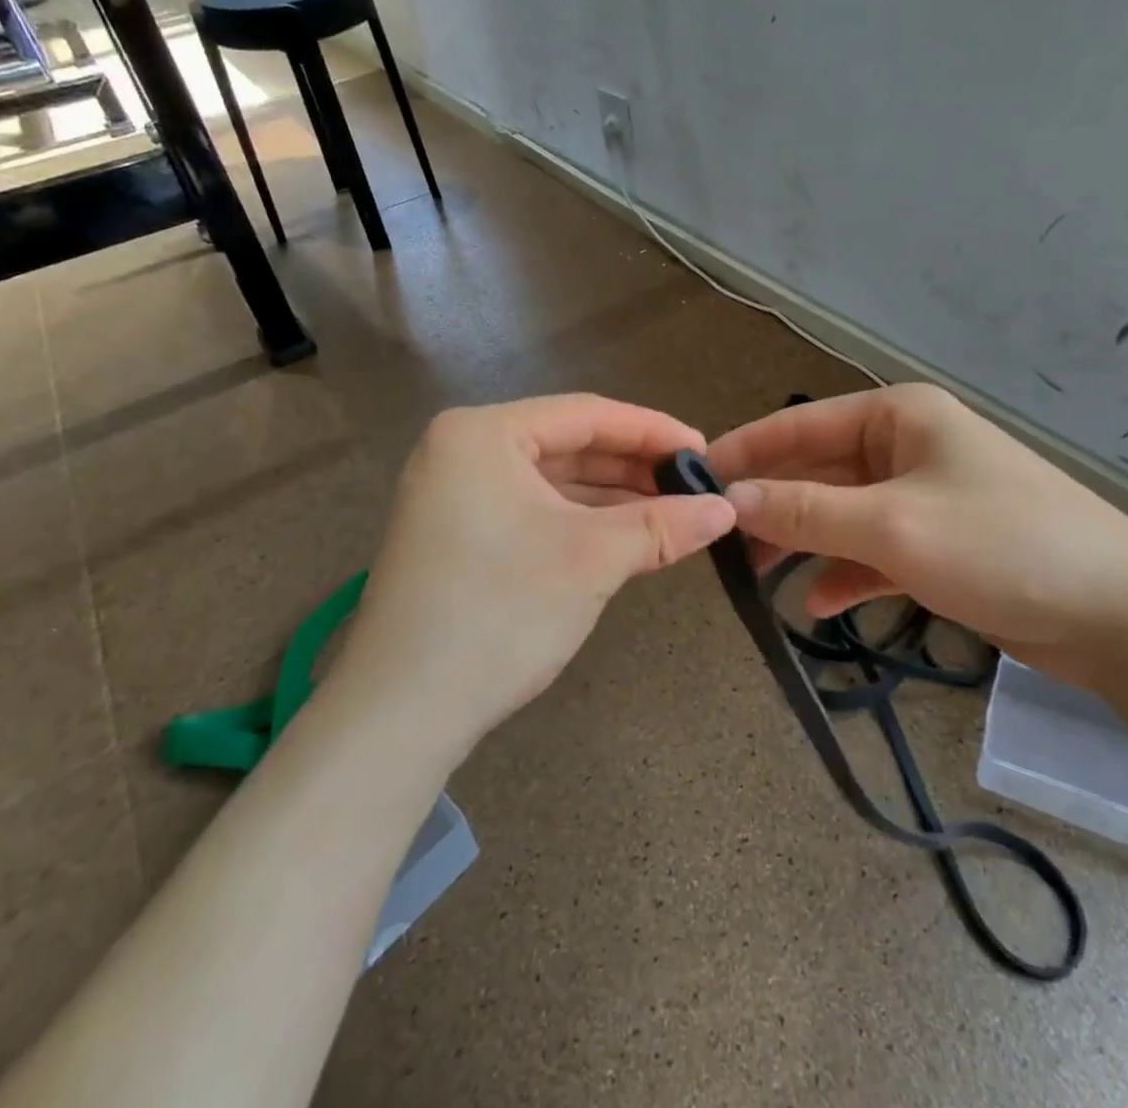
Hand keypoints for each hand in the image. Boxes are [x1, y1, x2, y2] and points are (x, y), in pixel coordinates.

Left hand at [334, 394, 735, 750]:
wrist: (401, 712)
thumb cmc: (500, 611)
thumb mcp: (592, 559)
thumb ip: (663, 525)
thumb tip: (727, 510)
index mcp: (483, 433)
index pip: (586, 415)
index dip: (652, 431)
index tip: (705, 453)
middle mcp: (462, 450)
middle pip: (567, 445)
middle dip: (632, 468)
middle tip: (693, 487)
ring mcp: (453, 494)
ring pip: (551, 481)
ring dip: (610, 498)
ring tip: (670, 514)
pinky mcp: (457, 535)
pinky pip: (532, 510)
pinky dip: (578, 522)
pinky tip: (623, 537)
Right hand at [706, 384, 1127, 681]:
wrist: (1121, 615)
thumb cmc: (1001, 546)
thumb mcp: (891, 526)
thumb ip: (806, 510)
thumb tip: (731, 498)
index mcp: (898, 417)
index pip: (801, 424)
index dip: (746, 451)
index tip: (694, 480)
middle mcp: (906, 446)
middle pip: (817, 469)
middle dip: (772, 505)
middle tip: (721, 542)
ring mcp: (923, 496)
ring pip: (840, 512)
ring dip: (802, 542)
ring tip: (757, 578)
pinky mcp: (938, 543)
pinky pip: (871, 549)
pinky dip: (844, 572)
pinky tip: (818, 604)